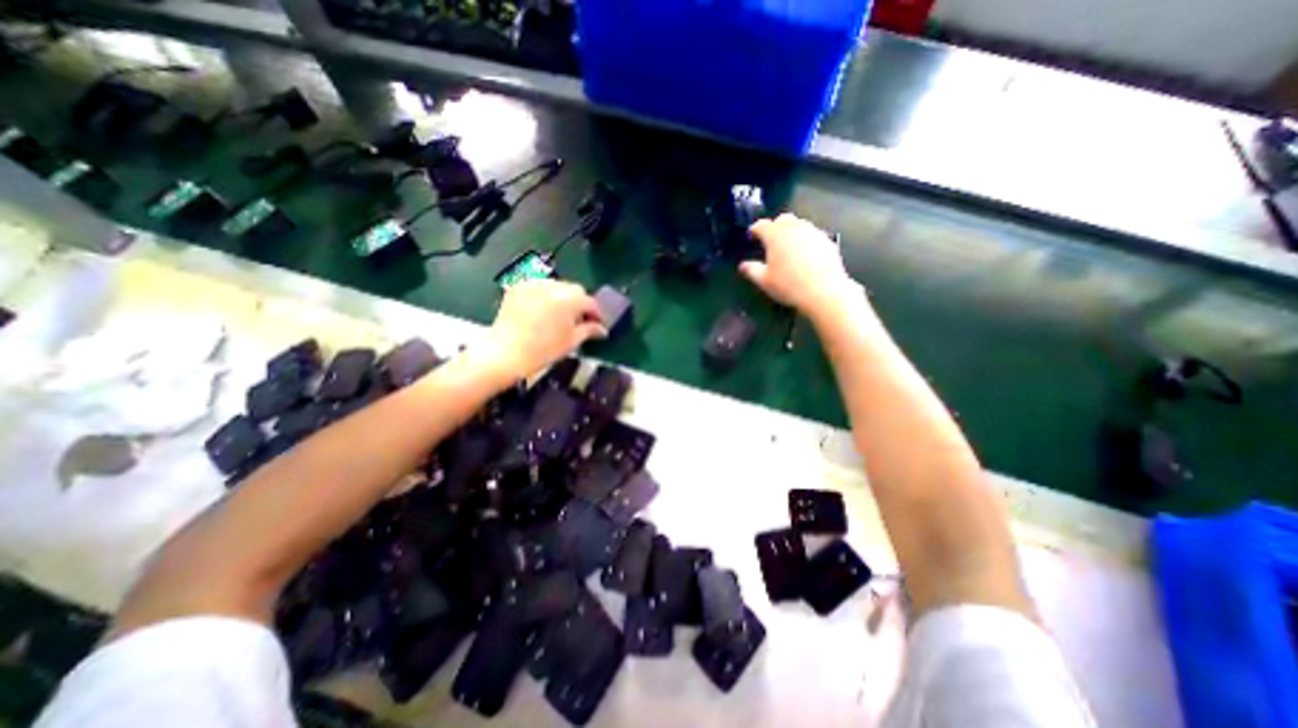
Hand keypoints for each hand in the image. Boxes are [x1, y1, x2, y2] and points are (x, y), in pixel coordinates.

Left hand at [488, 279, 610, 380]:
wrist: (506, 352)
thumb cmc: (544, 350)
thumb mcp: (572, 341)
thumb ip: (589, 330)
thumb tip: (602, 329)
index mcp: (570, 299)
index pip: (590, 302)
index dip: (596, 314)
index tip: (597, 324)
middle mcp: (554, 285)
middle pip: (574, 290)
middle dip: (579, 303)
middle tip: (578, 320)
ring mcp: (535, 284)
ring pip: (556, 286)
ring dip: (562, 297)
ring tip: (558, 315)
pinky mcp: (519, 286)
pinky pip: (539, 287)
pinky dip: (544, 295)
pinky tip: (541, 310)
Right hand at [740, 214, 859, 321]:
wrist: (824, 291)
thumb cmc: (788, 285)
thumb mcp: (764, 281)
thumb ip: (752, 270)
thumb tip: (742, 266)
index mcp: (775, 235)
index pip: (762, 225)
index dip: (755, 229)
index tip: (752, 236)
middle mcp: (794, 228)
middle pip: (782, 219)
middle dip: (775, 226)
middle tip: (770, 240)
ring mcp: (813, 232)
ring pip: (799, 224)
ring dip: (791, 231)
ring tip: (788, 246)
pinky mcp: (827, 240)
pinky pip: (813, 234)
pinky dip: (806, 240)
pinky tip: (805, 254)